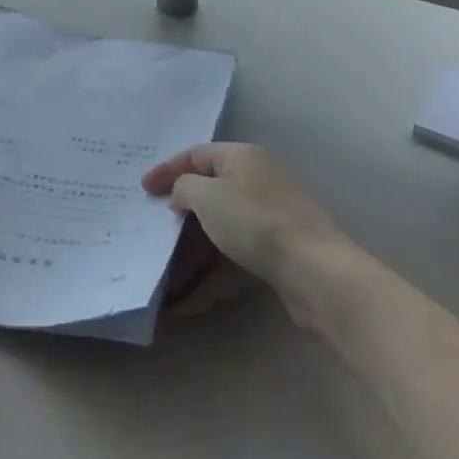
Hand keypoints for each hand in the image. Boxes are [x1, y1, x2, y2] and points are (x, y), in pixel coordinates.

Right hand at [142, 143, 342, 286]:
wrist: (315, 271)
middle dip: (177, 217)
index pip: (196, 155)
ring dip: (191, 255)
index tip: (142, 190)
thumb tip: (182, 194)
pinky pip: (233, 260)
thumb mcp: (208, 196)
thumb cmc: (255, 221)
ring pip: (219, 232)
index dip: (167, 170)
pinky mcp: (275, 254)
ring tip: (163, 276)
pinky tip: (188, 303)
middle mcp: (256, 183)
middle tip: (150, 231)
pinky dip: (211, 277)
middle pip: (208, 195)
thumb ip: (184, 188)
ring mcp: (268, 220)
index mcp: (242, 158)